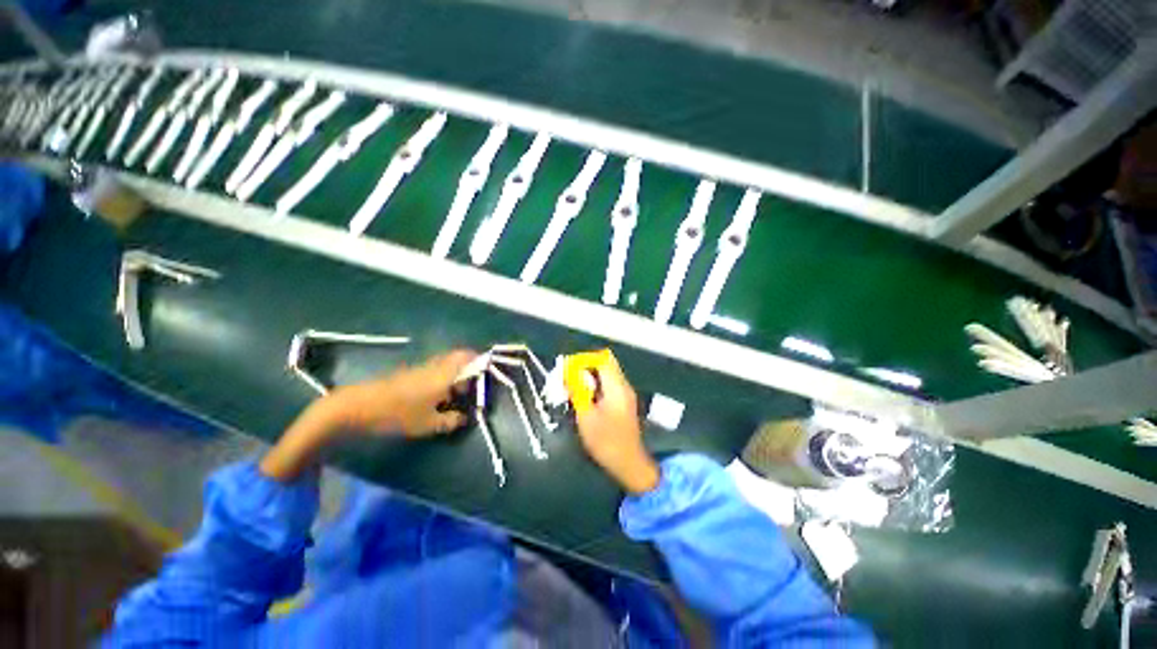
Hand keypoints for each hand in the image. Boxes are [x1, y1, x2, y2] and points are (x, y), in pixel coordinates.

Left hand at [323, 349, 475, 436]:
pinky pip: (436, 368)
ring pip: (448, 363)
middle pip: (460, 357)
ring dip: (456, 373)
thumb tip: (464, 418)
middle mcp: (437, 365)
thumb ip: (451, 420)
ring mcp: (422, 367)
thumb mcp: (428, 423)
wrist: (358, 406)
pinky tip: (437, 396)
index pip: (470, 358)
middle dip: (470, 368)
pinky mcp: (411, 372)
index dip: (482, 362)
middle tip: (472, 387)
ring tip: (456, 394)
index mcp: (445, 374)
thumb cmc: (398, 414)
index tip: (488, 374)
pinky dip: (444, 377)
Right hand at [573, 354, 659, 493]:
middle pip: (605, 363)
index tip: (569, 369)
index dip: (584, 360)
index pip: (602, 359)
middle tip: (569, 378)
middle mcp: (623, 386)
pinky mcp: (624, 402)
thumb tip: (569, 373)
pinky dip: (596, 386)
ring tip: (574, 388)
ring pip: (607, 374)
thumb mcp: (586, 416)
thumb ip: (578, 391)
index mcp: (616, 387)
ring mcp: (626, 394)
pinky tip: (585, 398)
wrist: (629, 463)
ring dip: (590, 376)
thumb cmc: (606, 441)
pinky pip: (609, 384)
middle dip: (586, 367)